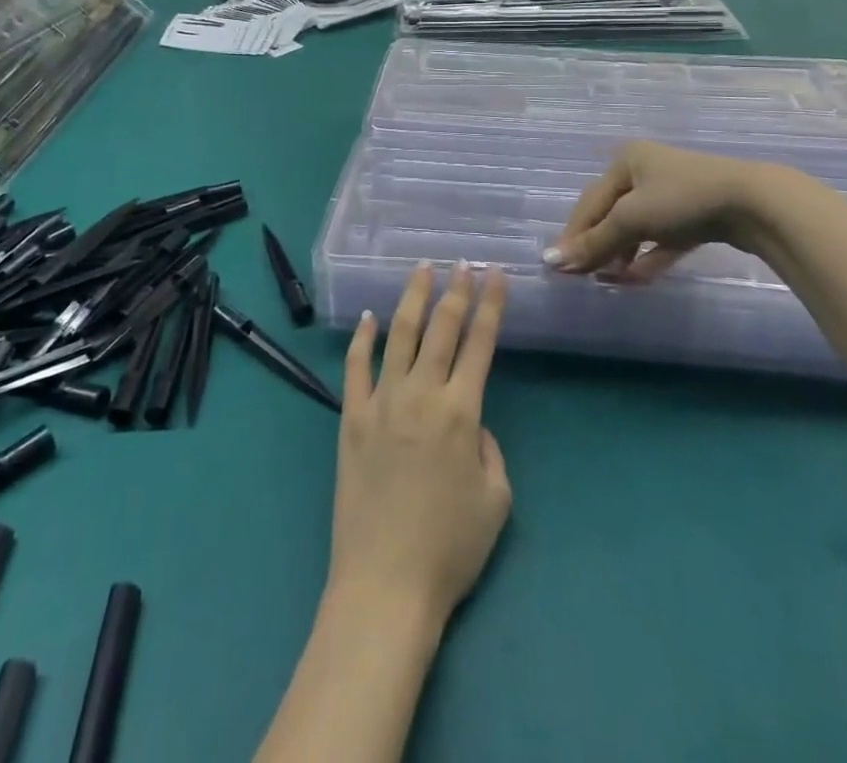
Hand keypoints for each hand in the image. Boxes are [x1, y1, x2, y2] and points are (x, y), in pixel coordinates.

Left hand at [331, 263, 511, 625]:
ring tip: (421, 270)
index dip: (490, 306)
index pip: (480, 344)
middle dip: (455, 291)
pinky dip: (361, 340)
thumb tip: (471, 423)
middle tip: (462, 262)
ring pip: (399, 336)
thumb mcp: (496, 501)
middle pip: (441, 329)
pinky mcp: (350, 418)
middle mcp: (421, 395)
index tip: (495, 275)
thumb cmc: (450, 549)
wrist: (385, 583)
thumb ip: (489, 450)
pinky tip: (368, 318)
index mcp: (461, 412)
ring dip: (412, 299)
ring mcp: (380, 402)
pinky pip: (355, 368)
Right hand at [547, 142, 806, 278]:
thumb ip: (594, 241)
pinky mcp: (696, 216)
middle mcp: (646, 171)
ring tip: (608, 280)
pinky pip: (663, 239)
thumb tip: (552, 261)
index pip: (590, 202)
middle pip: (611, 214)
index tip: (558, 266)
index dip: (573, 234)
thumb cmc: (681, 199)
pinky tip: (636, 278)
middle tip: (581, 275)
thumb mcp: (631, 218)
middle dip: (597, 245)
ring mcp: (673, 194)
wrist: (754, 203)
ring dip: (621, 254)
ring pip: (637, 228)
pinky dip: (649, 257)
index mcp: (626, 161)